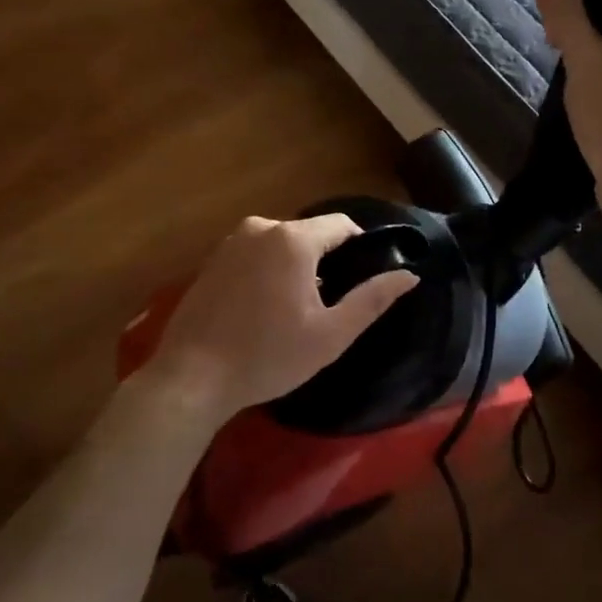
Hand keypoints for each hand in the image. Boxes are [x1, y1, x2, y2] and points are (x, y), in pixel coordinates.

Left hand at [146, 214, 417, 418]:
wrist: (191, 377)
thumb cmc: (268, 356)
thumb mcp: (330, 334)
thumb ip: (372, 299)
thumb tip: (410, 275)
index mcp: (292, 240)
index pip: (341, 224)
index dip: (360, 247)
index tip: (364, 279)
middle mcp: (260, 227)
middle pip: (309, 233)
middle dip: (325, 261)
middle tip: (328, 305)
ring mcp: (231, 241)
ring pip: (281, 243)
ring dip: (295, 267)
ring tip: (294, 311)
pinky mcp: (212, 259)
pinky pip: (255, 254)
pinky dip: (268, 271)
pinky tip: (263, 309)